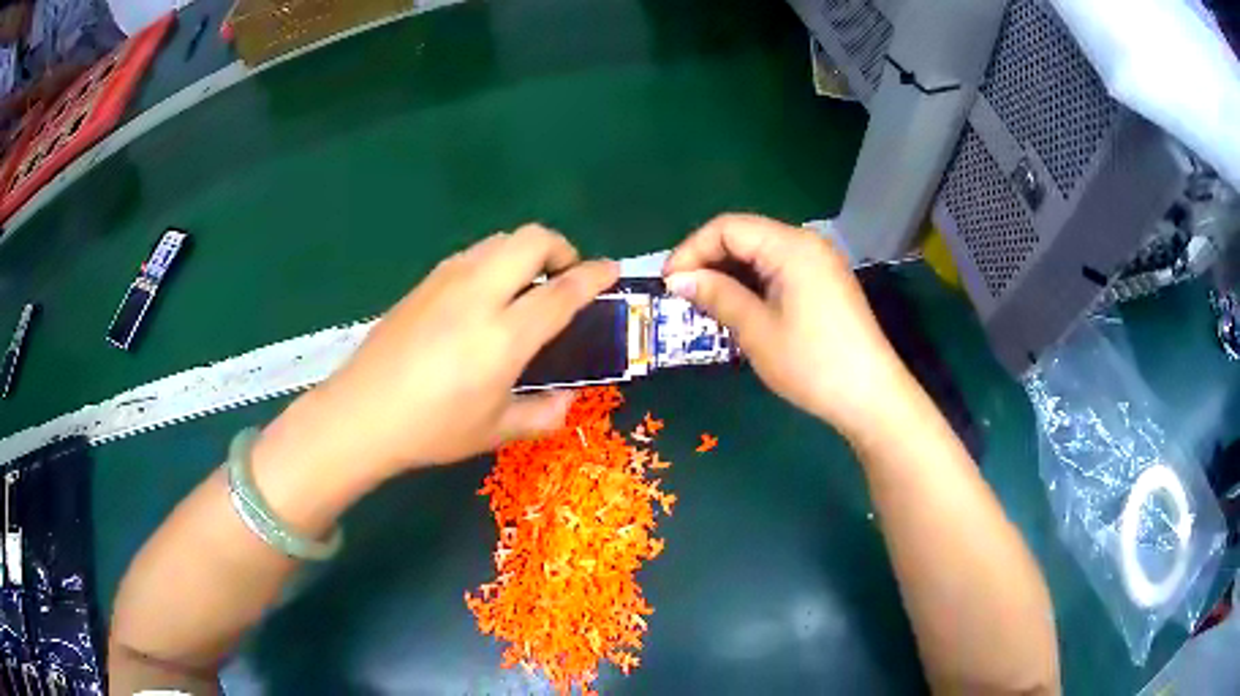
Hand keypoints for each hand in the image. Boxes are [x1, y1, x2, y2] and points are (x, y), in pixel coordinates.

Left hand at [260, 225, 617, 481]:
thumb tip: (570, 400)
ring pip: (500, 240)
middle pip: (532, 240)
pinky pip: (472, 254)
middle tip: (563, 278)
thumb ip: (543, 414)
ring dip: (525, 252)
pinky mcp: (424, 282)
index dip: (595, 276)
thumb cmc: (432, 429)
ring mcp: (447, 281)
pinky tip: (485, 296)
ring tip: (525, 286)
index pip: (562, 291)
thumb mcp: (495, 431)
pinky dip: (495, 260)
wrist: (361, 413)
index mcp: (504, 336)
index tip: (612, 270)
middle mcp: (479, 294)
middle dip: (560, 248)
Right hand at [663, 214, 909, 439]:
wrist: (870, 396)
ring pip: (761, 254)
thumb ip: (717, 295)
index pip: (728, 228)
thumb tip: (677, 279)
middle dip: (709, 261)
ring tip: (704, 305)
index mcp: (791, 246)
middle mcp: (806, 243)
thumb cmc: (812, 363)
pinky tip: (738, 308)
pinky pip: (778, 270)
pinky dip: (753, 284)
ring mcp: (819, 263)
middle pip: (745, 236)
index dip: (692, 250)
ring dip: (729, 274)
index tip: (668, 284)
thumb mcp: (757, 330)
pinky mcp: (824, 283)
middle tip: (682, 296)